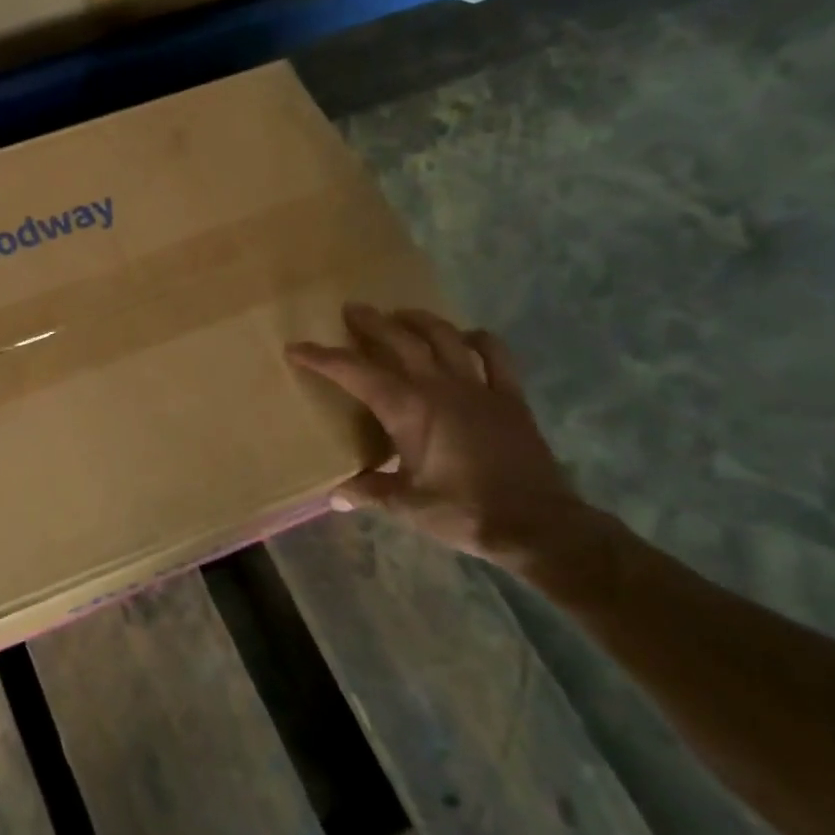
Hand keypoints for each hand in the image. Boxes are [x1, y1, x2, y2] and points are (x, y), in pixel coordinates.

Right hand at [288, 303, 587, 568]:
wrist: (538, 525)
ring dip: (420, 320)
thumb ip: (369, 492)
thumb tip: (334, 496)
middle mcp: (439, 386)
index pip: (354, 373)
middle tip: (352, 309)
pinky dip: (479, 340)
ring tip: (402, 314)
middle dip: (371, 323)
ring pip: (445, 337)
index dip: (322, 358)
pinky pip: (496, 356)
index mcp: (408, 409)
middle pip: (400, 340)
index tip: (296, 347)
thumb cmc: (464, 512)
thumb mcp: (407, 506)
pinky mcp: (510, 397)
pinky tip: (468, 337)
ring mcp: (478, 387)